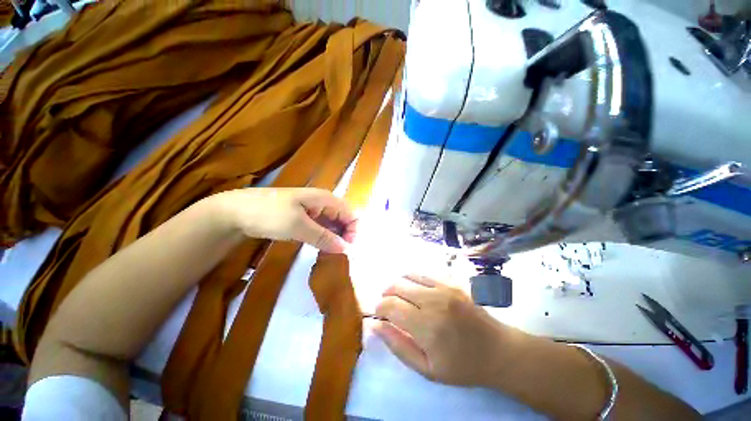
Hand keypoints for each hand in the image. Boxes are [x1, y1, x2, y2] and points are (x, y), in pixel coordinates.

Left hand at [212, 188, 356, 252]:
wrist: (236, 211)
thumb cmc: (270, 213)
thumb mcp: (298, 226)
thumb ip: (324, 237)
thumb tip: (345, 249)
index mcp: (324, 198)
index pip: (349, 212)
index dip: (353, 229)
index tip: (348, 247)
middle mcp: (321, 202)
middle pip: (342, 217)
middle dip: (345, 234)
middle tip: (340, 252)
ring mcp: (311, 210)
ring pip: (331, 223)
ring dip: (334, 237)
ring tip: (331, 251)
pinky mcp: (302, 218)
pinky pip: (320, 227)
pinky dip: (324, 237)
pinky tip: (321, 246)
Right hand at [372, 274, 525, 386]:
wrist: (498, 350)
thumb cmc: (462, 366)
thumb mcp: (426, 368)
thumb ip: (397, 345)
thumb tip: (375, 324)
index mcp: (426, 326)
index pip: (390, 305)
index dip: (379, 307)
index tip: (379, 314)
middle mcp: (434, 301)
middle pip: (397, 286)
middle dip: (386, 294)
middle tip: (388, 306)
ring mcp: (445, 287)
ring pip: (409, 275)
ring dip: (399, 285)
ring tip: (400, 297)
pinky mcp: (453, 281)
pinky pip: (425, 273)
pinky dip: (413, 279)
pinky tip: (416, 290)